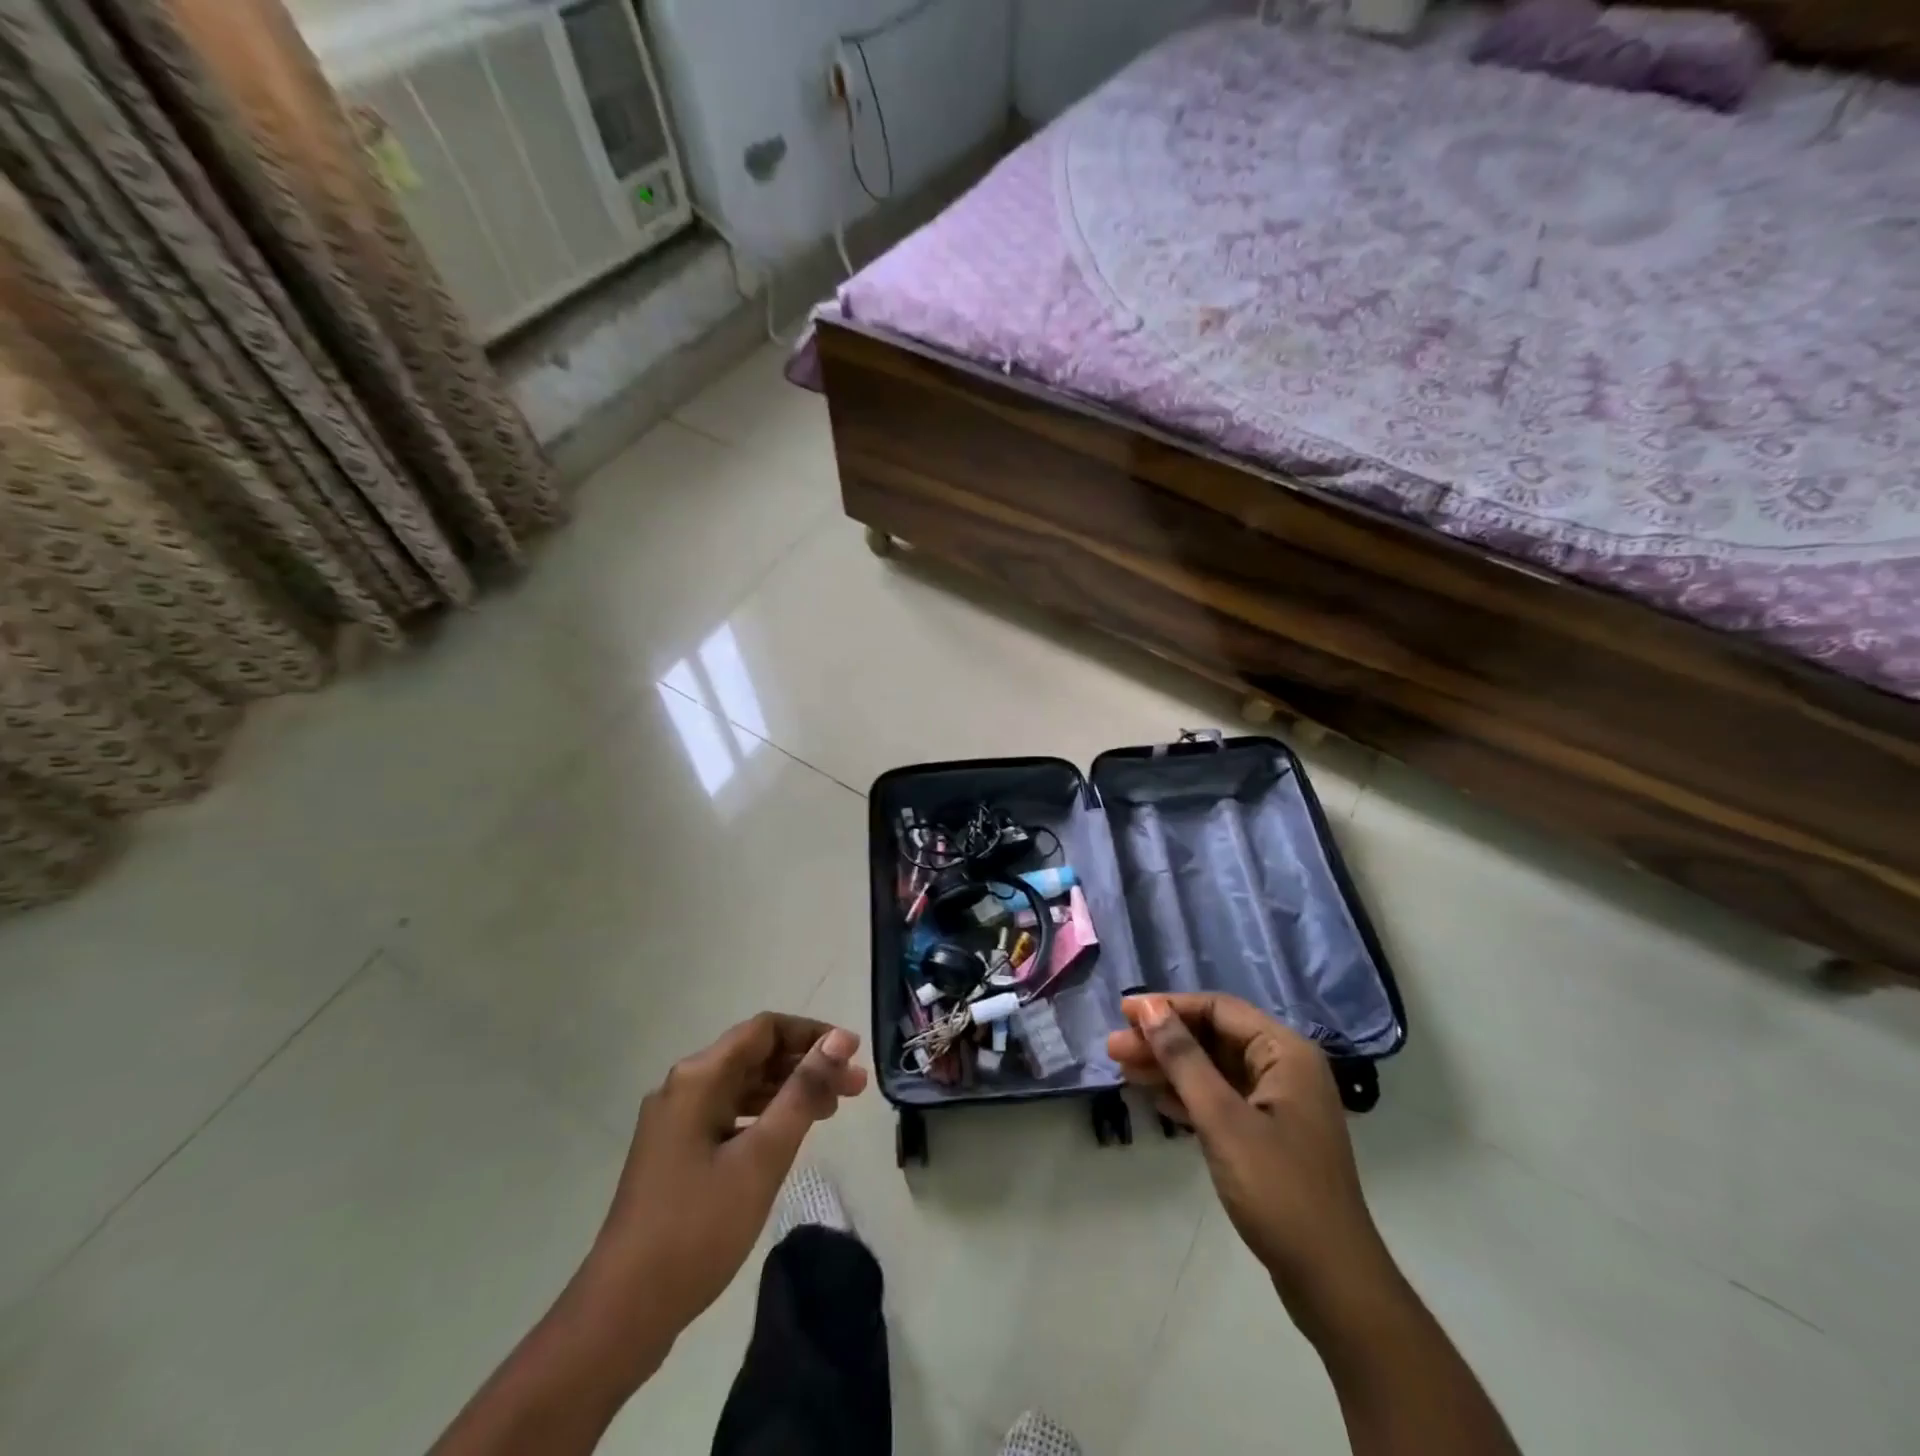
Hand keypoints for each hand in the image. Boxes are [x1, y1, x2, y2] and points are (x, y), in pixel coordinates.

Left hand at [585, 1014, 868, 1357]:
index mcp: (699, 1078)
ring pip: (743, 1087)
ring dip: (789, 1091)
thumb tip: (838, 1039)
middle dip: (807, 1064)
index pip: (765, 1029)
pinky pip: (730, 1115)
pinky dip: (765, 1117)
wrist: (622, 1313)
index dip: (812, 1033)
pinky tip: (791, 1135)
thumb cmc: (698, 1228)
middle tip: (855, 1087)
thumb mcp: (762, 1157)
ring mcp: (676, 1122)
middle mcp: (683, 1087)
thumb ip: (803, 1092)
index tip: (853, 1052)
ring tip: (834, 1109)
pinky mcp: (676, 1153)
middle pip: (755, 1056)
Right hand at [1107, 994, 1388, 1312]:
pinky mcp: (1270, 1135)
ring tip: (1123, 1070)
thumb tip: (1148, 1008)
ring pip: (1214, 1069)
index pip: (1218, 1009)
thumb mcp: (1222, 1119)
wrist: (1333, 1283)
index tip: (1124, 1013)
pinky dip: (1189, 1095)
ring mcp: (1279, 1103)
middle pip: (1214, 1037)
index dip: (1168, 1006)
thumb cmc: (1279, 1190)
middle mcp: (1285, 1068)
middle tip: (1114, 1047)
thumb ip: (1183, 1059)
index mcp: (1285, 1052)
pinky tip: (1155, 1099)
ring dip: (1170, 1067)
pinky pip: (1222, 1098)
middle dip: (1163, 1040)